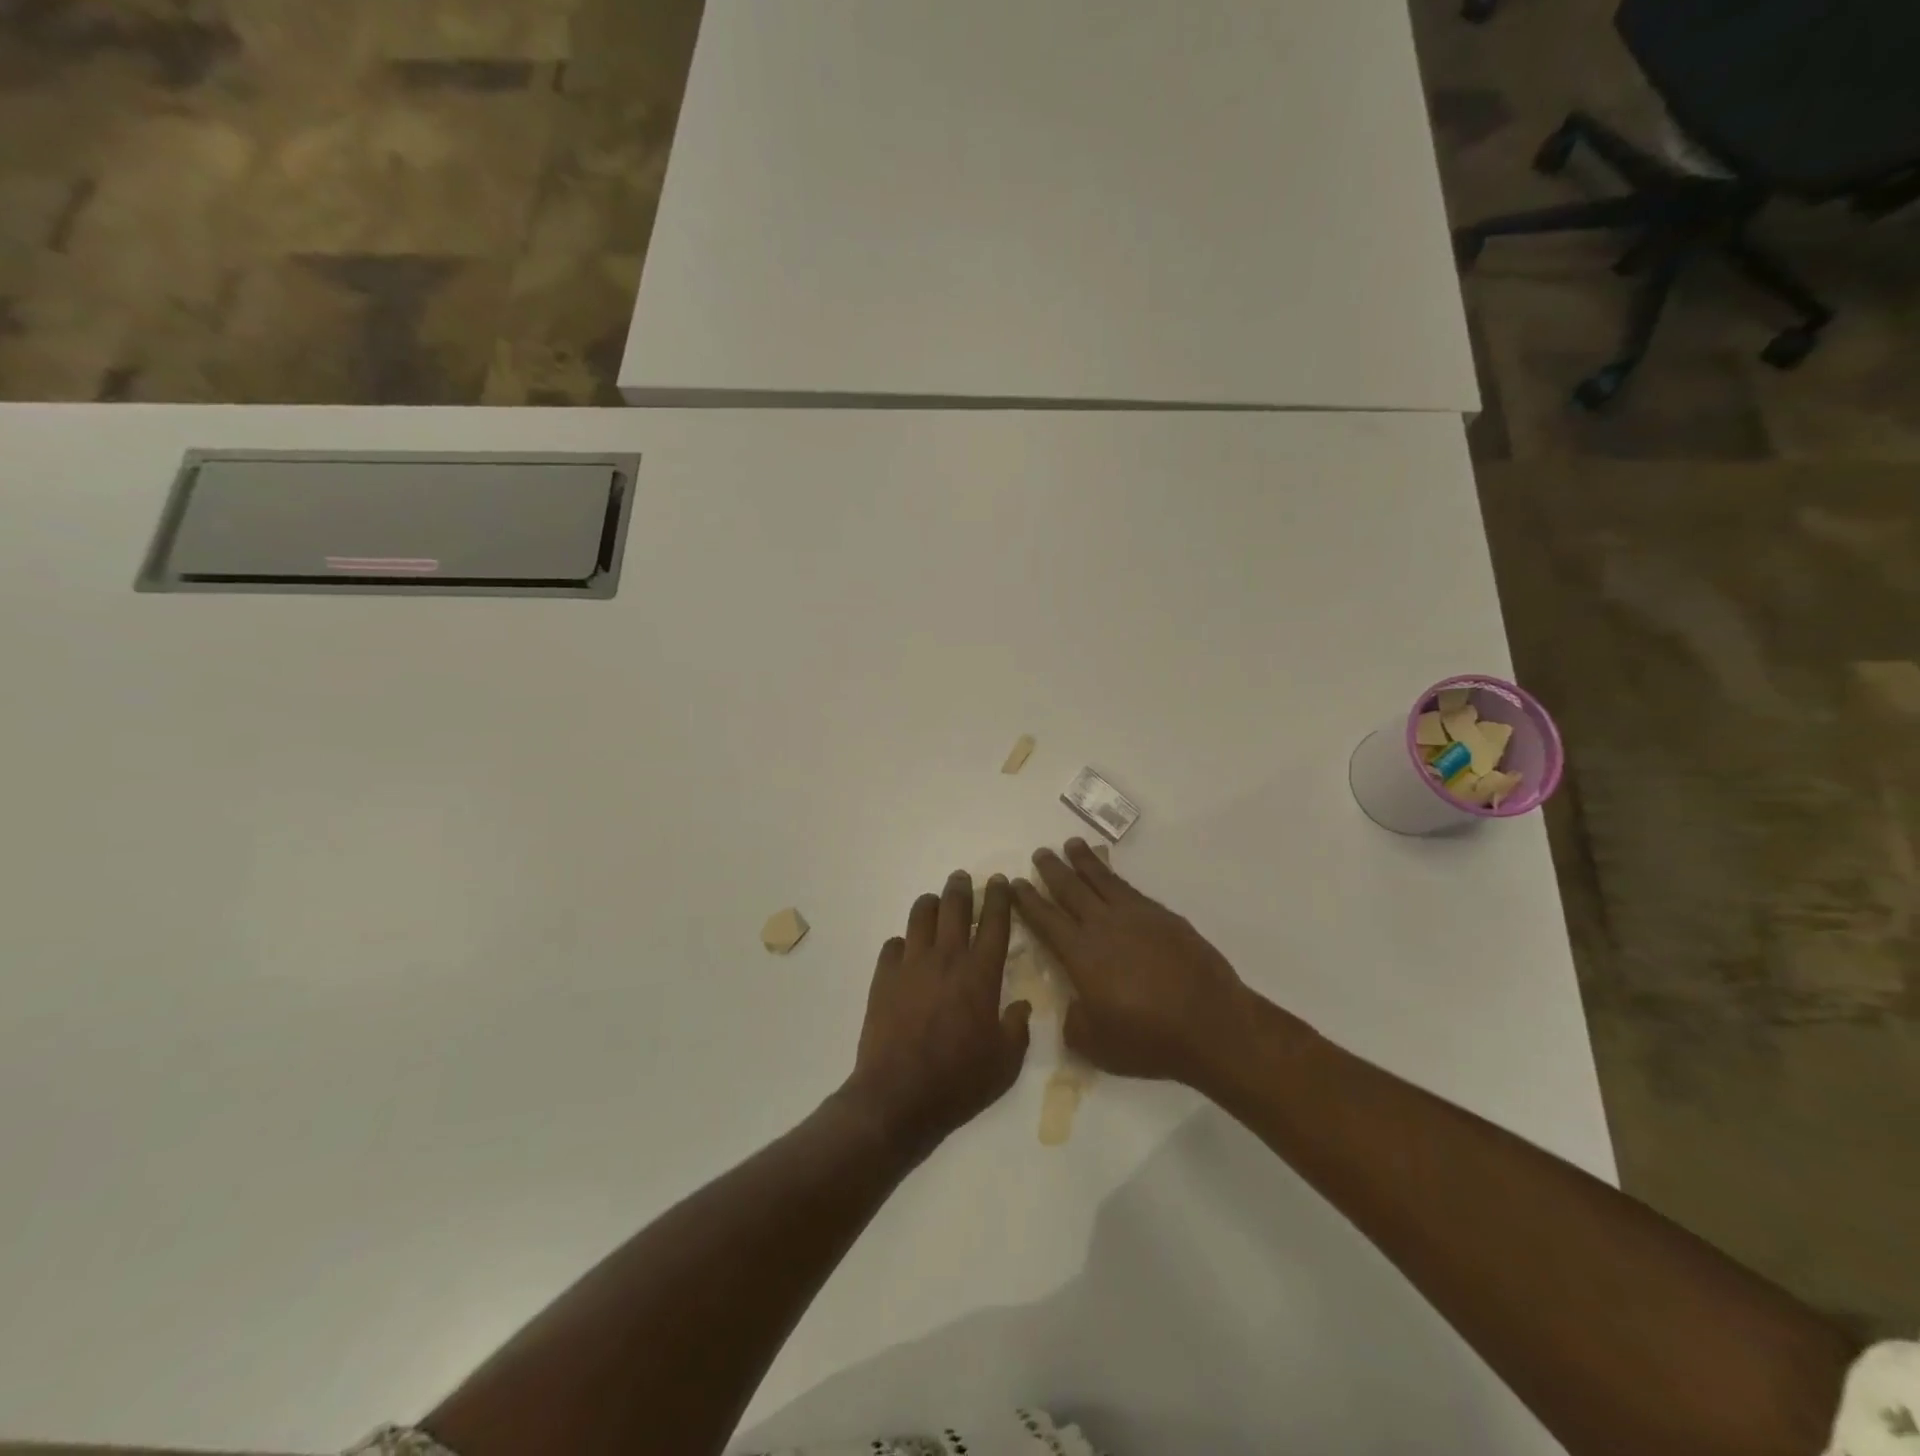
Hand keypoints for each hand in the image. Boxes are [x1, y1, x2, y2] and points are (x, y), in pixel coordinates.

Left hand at [842, 870, 1031, 1155]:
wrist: (898, 1098)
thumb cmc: (959, 1082)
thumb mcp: (1006, 1063)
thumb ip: (1017, 1028)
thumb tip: (1020, 1005)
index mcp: (980, 974)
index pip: (994, 922)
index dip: (998, 897)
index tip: (1000, 881)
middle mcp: (946, 958)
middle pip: (953, 906)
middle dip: (960, 887)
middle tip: (963, 879)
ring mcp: (910, 965)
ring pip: (919, 915)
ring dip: (930, 904)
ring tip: (935, 904)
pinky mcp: (883, 978)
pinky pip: (893, 945)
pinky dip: (904, 942)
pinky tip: (907, 951)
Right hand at [1013, 840, 1256, 1084]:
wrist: (1211, 1024)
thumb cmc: (1149, 1039)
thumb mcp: (1096, 1045)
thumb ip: (1075, 1022)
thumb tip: (1074, 1006)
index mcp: (1081, 954)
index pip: (1045, 919)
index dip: (1027, 900)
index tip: (1015, 883)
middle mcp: (1104, 926)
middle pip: (1071, 889)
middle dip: (1052, 870)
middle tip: (1040, 853)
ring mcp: (1136, 917)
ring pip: (1102, 880)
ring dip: (1084, 861)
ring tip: (1072, 845)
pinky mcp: (1164, 917)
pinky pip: (1130, 888)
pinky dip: (1115, 876)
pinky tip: (1111, 875)